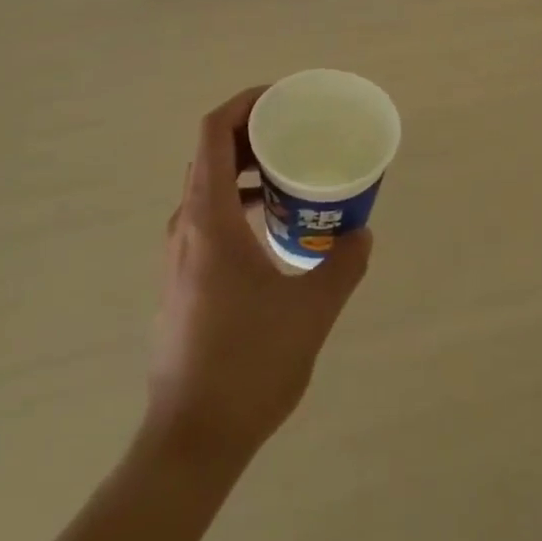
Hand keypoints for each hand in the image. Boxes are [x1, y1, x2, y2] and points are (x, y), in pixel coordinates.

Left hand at [146, 88, 372, 457]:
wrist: (190, 441)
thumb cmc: (248, 365)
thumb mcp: (311, 311)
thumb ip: (342, 264)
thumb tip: (362, 232)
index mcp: (209, 219)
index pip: (213, 133)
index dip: (245, 103)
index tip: (284, 99)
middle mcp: (185, 226)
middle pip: (211, 154)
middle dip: (253, 132)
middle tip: (297, 132)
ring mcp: (179, 254)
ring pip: (209, 187)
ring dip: (247, 169)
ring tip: (292, 176)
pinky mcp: (182, 279)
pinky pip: (209, 217)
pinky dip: (240, 203)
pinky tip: (276, 230)